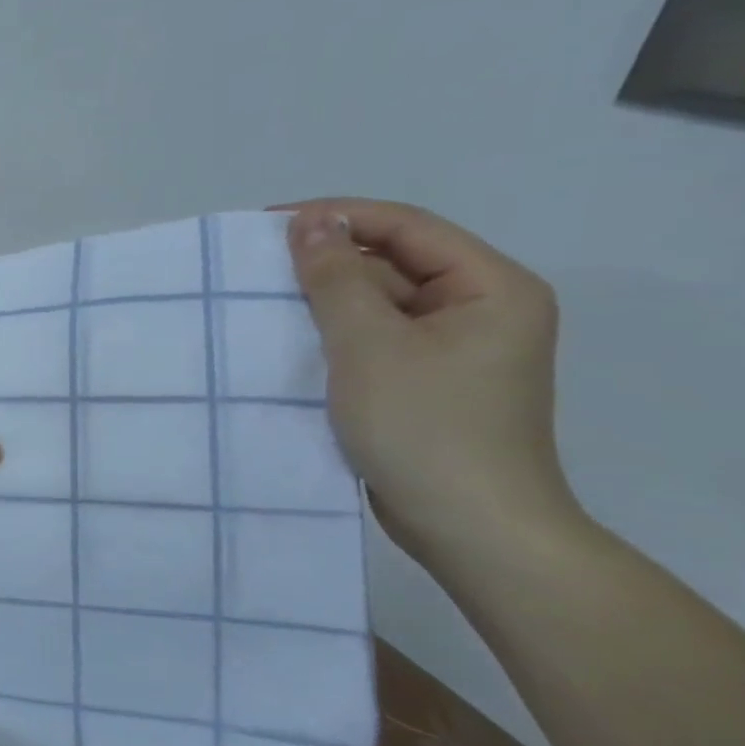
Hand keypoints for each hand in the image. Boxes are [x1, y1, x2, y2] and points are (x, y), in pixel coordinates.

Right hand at [286, 199, 582, 563]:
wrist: (468, 528)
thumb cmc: (424, 427)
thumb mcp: (368, 344)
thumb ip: (335, 277)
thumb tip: (308, 222)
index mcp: (490, 288)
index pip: (407, 227)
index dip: (338, 217)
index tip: (267, 226)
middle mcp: (480, 310)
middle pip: (394, 263)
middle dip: (327, 261)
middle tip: (254, 266)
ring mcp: (454, 350)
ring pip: (380, 303)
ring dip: (325, 300)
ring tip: (260, 300)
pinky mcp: (426, 383)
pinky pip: (375, 339)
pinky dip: (334, 334)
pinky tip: (288, 339)